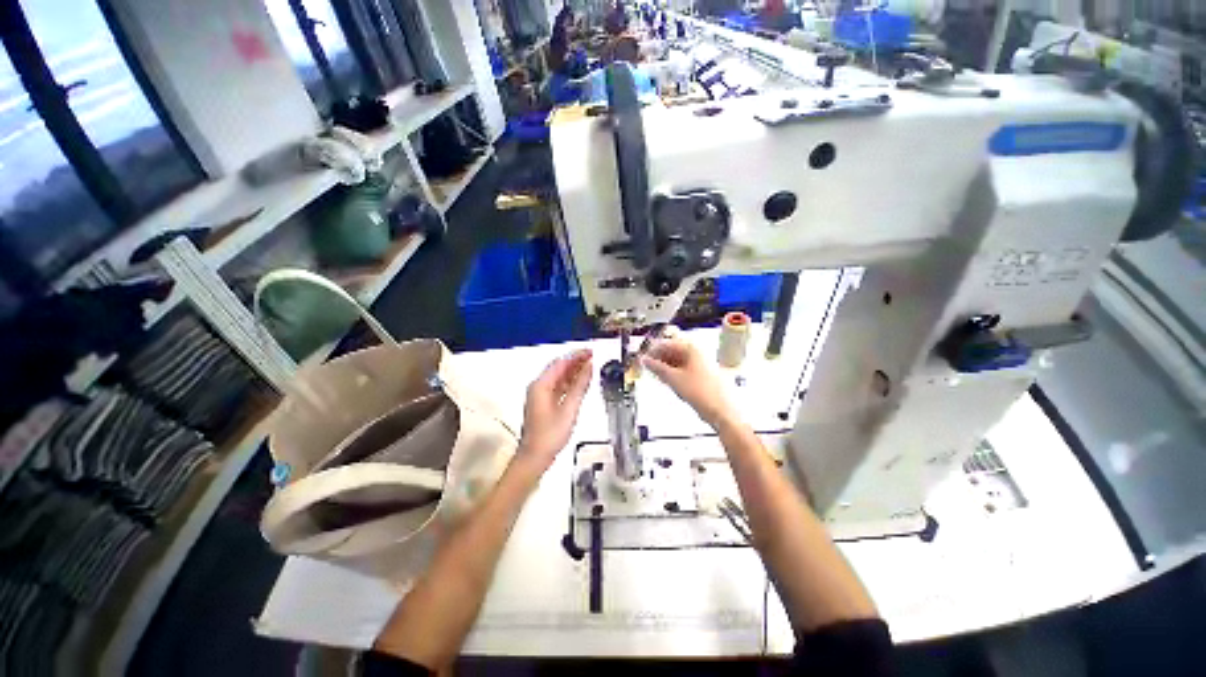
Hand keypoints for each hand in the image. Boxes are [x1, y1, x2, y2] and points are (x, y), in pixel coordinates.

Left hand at [518, 350, 593, 470]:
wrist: (534, 457)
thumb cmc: (550, 435)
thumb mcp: (569, 409)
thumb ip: (580, 386)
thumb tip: (590, 366)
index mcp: (541, 385)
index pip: (561, 363)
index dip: (576, 355)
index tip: (591, 351)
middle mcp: (538, 386)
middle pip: (559, 368)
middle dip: (576, 361)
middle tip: (594, 357)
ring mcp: (540, 395)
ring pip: (558, 377)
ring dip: (573, 371)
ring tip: (591, 366)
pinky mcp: (543, 403)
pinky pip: (558, 386)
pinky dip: (570, 382)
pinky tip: (581, 382)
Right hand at [642, 337, 732, 427]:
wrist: (724, 411)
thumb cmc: (703, 393)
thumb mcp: (674, 379)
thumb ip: (657, 368)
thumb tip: (646, 361)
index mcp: (691, 348)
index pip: (666, 343)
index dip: (652, 351)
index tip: (643, 360)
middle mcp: (698, 352)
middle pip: (673, 350)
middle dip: (659, 359)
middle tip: (649, 369)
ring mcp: (702, 363)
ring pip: (679, 360)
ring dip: (667, 367)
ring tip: (658, 377)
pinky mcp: (705, 374)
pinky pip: (686, 368)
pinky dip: (676, 373)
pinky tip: (670, 382)